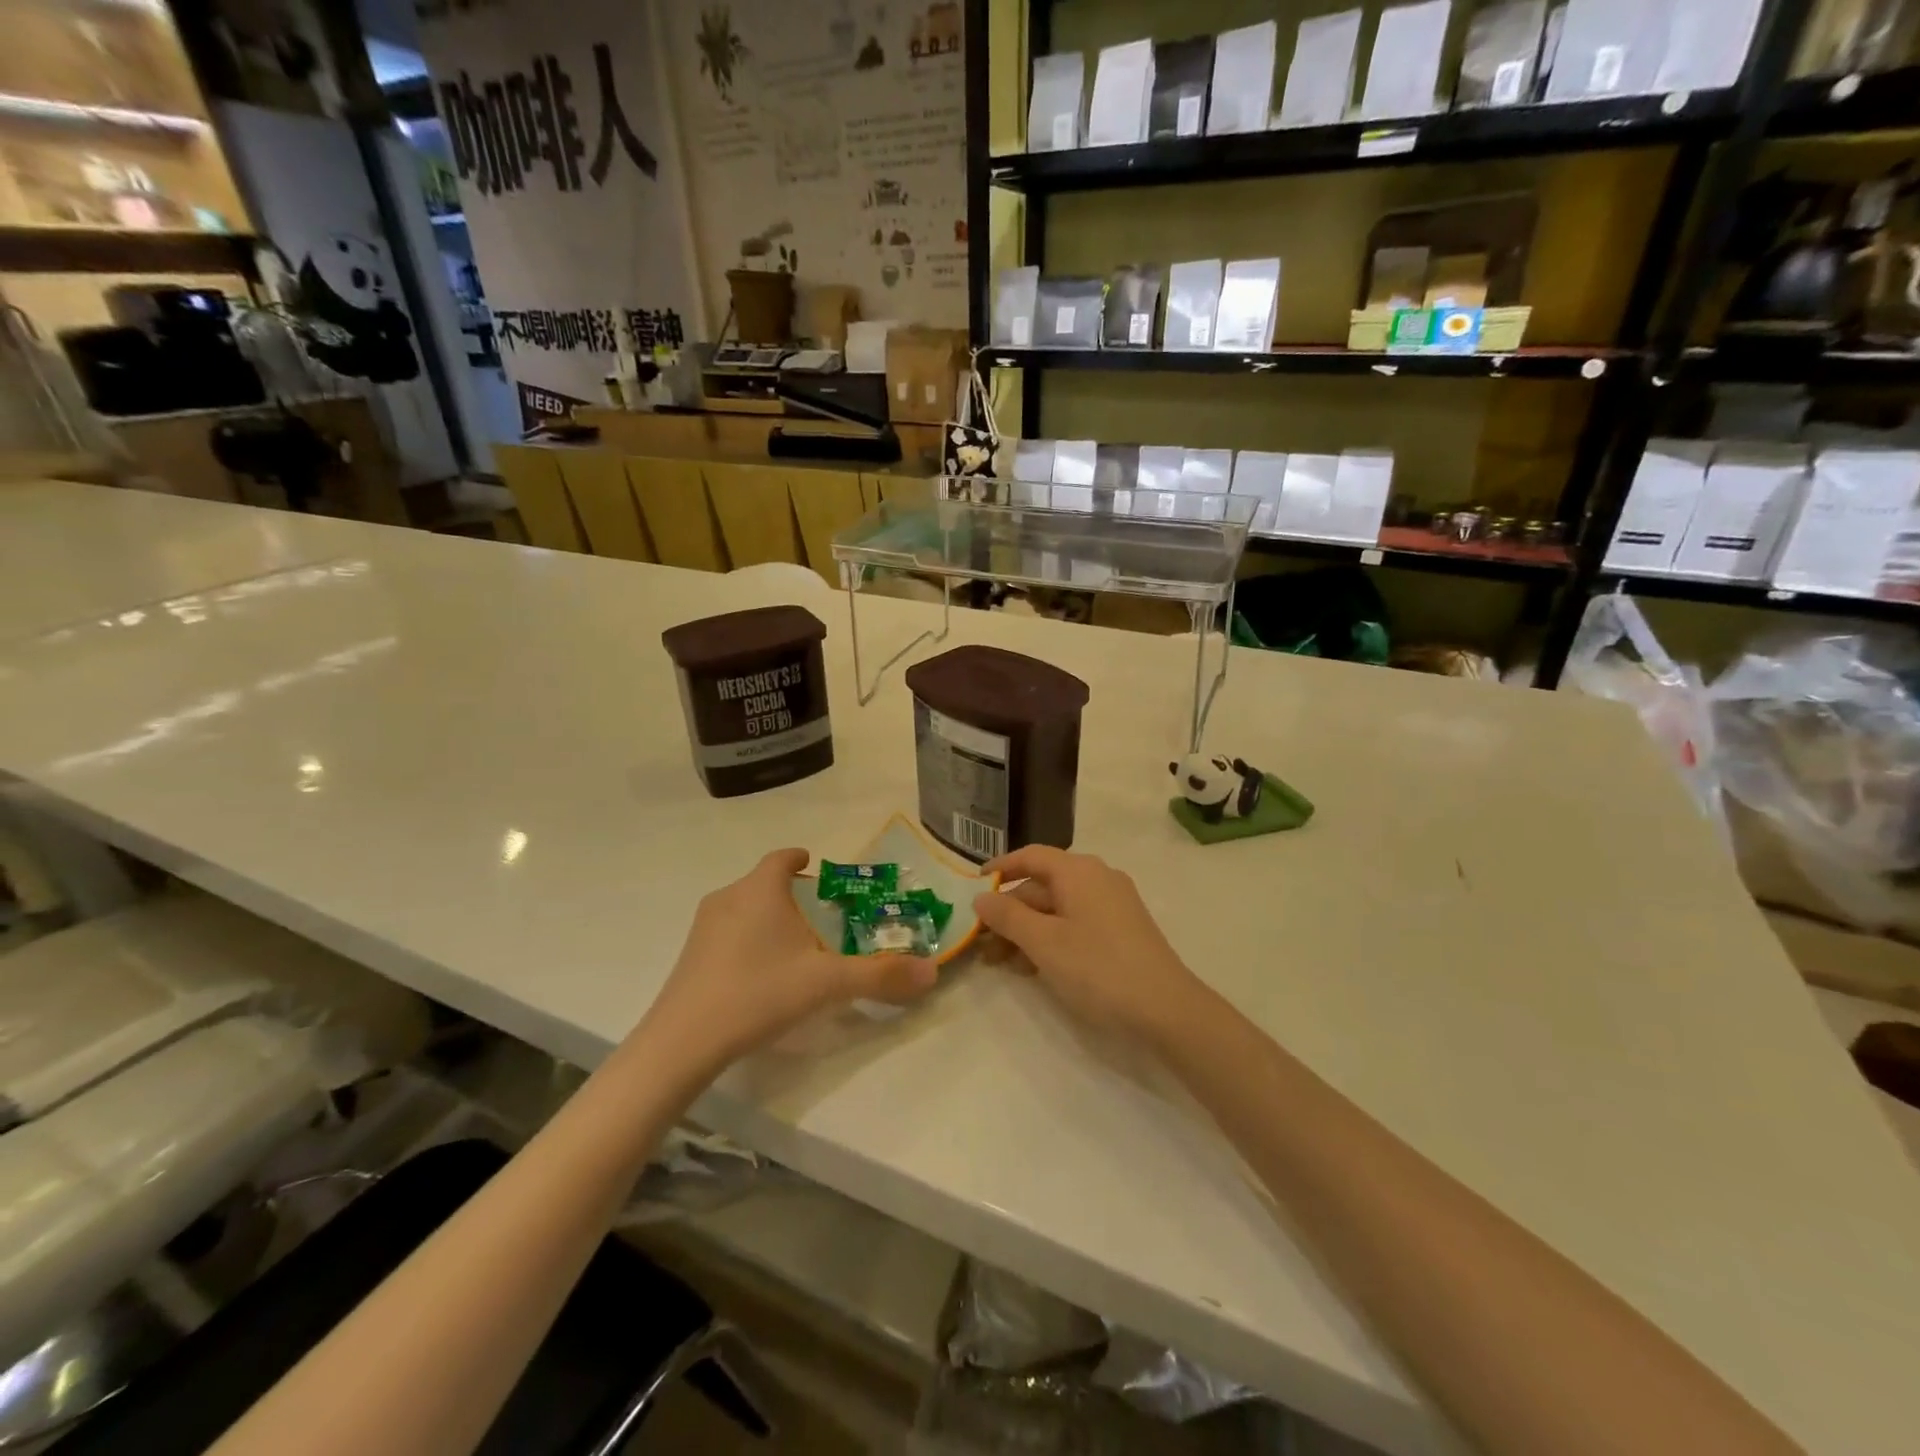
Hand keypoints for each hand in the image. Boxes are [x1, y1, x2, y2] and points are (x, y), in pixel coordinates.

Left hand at [640, 849, 936, 1074]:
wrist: (682, 1042)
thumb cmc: (758, 992)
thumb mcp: (827, 983)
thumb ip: (880, 975)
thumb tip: (931, 971)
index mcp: (761, 890)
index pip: (781, 858)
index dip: (799, 859)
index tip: (814, 866)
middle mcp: (729, 897)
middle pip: (763, 883)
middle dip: (789, 894)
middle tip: (818, 915)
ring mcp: (703, 928)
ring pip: (743, 908)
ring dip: (767, 917)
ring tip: (793, 946)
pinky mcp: (689, 957)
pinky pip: (726, 934)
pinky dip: (747, 940)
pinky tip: (760, 975)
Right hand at [972, 846, 1206, 1045]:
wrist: (1166, 1010)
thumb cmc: (1098, 968)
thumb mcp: (1044, 942)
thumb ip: (1008, 916)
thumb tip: (981, 897)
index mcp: (1079, 871)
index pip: (1030, 856)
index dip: (1000, 868)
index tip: (973, 885)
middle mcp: (1097, 879)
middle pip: (1042, 886)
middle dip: (1009, 913)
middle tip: (981, 943)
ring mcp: (1113, 905)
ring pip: (1057, 909)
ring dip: (1026, 931)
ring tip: (1000, 963)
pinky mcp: (1122, 931)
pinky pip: (1076, 924)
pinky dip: (1051, 939)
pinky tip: (1033, 968)